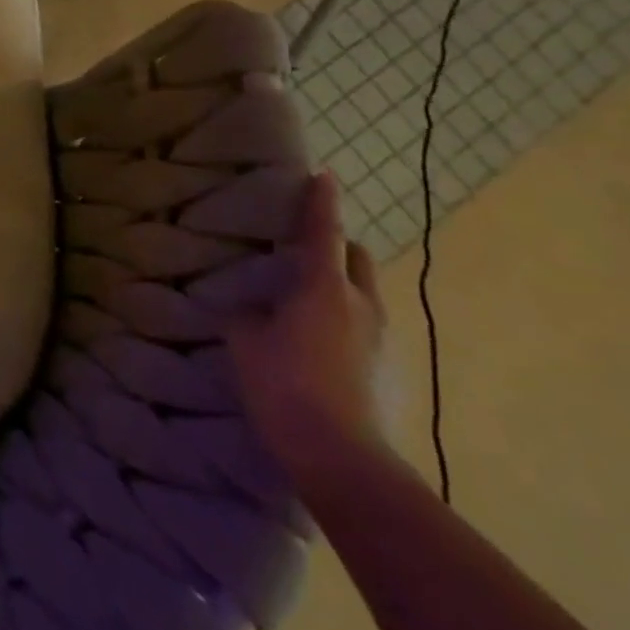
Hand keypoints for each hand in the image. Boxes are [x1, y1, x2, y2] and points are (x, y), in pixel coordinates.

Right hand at [224, 172, 388, 486]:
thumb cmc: (284, 384)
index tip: (323, 175)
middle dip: (336, 243)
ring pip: (362, 291)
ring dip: (340, 281)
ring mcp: (378, 338)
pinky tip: (313, 335)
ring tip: (304, 292)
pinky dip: (341, 313)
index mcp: (324, 288)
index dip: (321, 202)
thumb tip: (248, 307)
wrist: (340, 454)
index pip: (323, 232)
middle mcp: (360, 304)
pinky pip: (362, 322)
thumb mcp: (246, 341)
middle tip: (304, 243)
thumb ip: (246, 314)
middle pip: (355, 257)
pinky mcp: (383, 366)